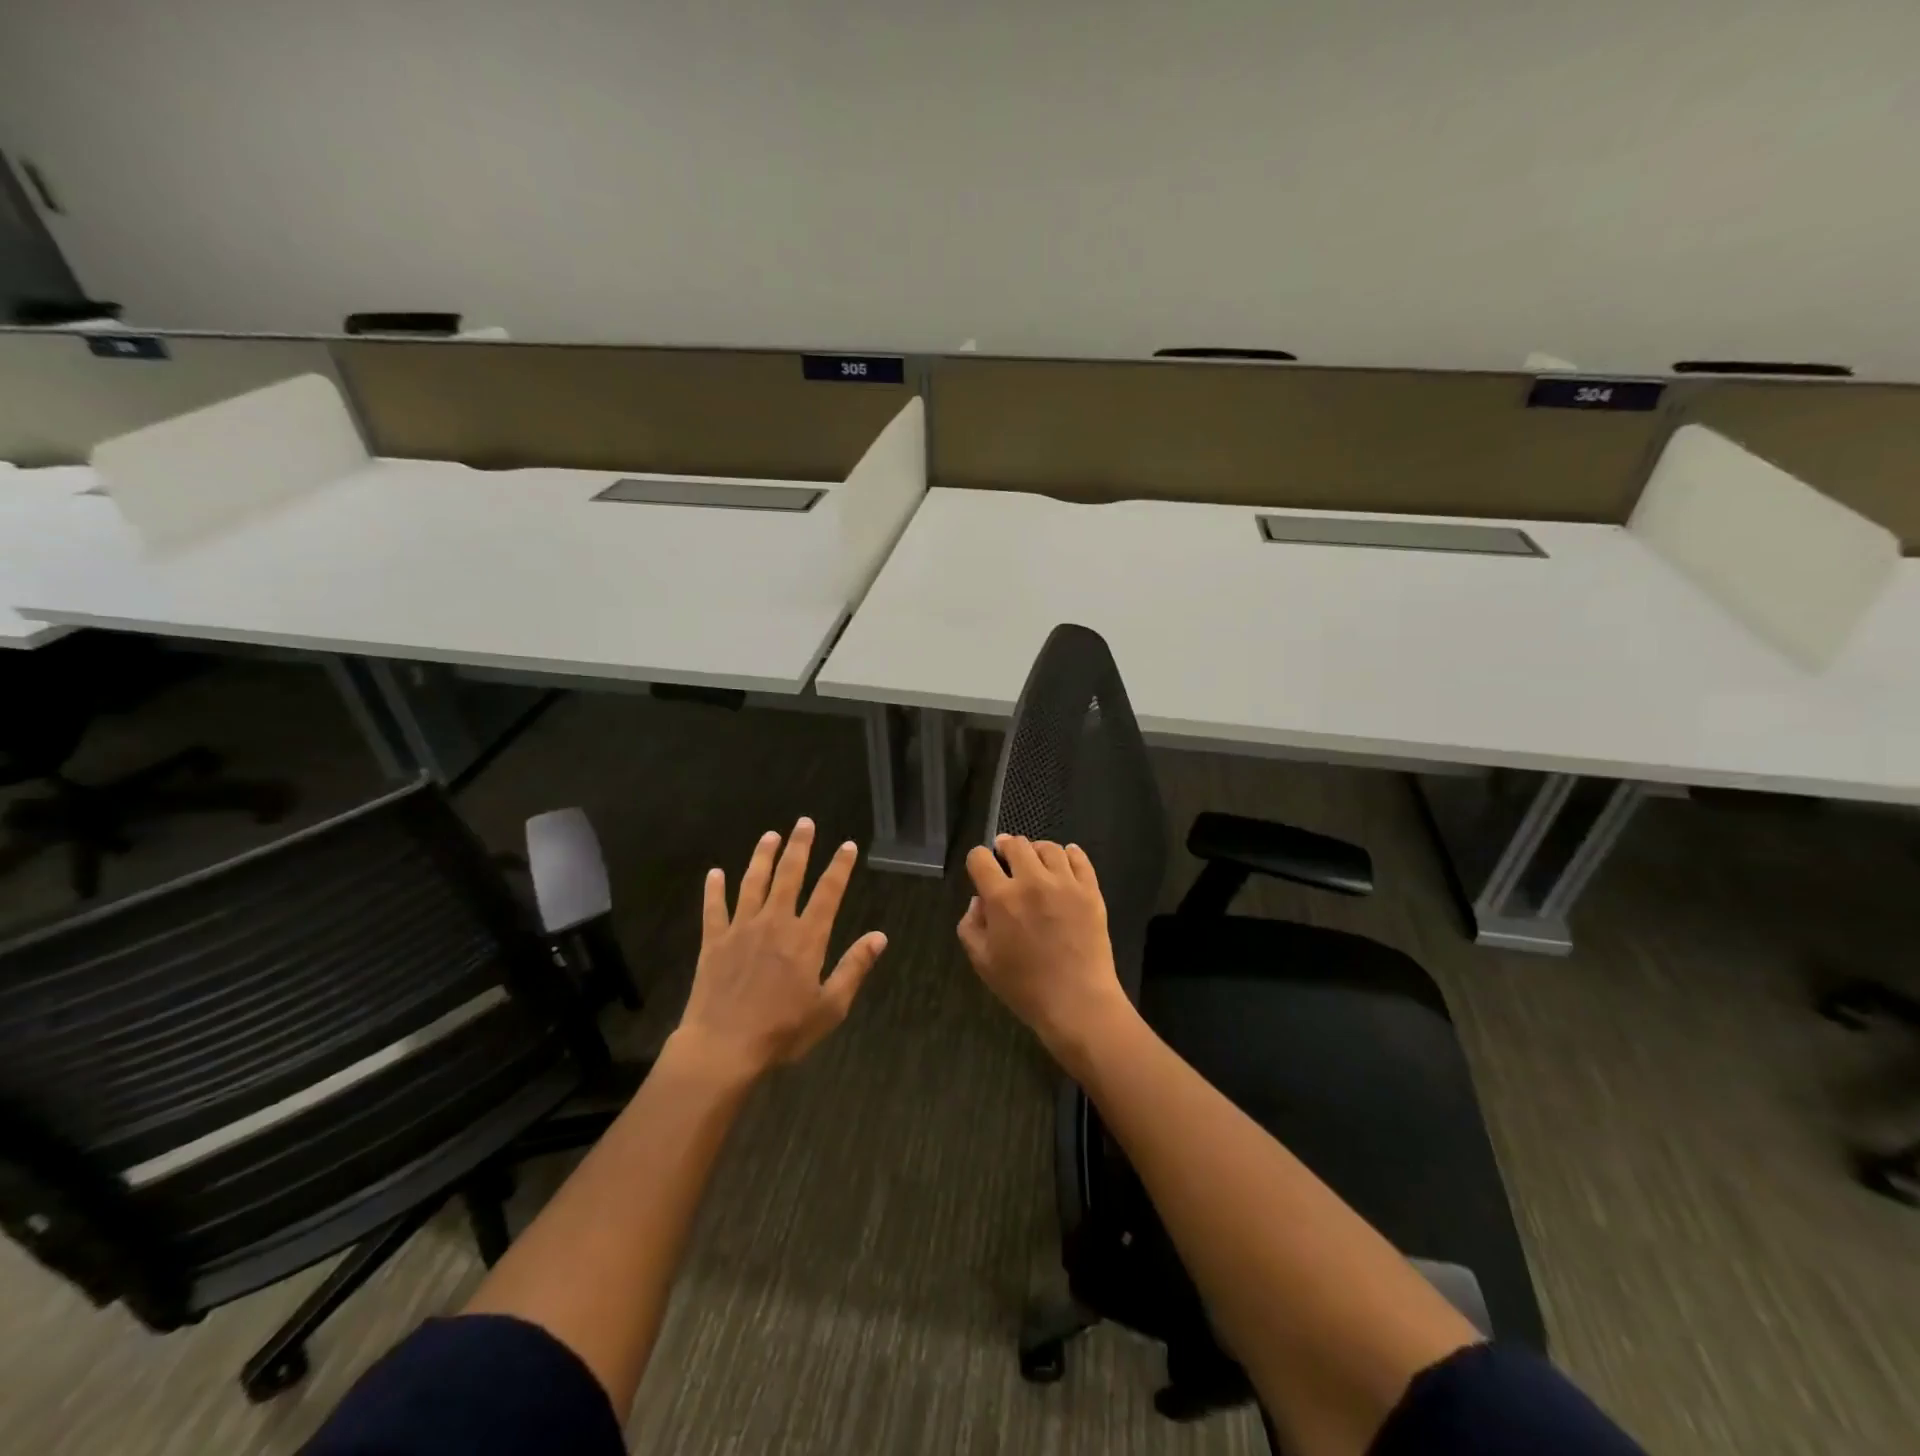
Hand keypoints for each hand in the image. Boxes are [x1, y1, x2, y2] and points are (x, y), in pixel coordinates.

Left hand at [675, 817, 886, 1080]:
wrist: (723, 1047)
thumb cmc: (782, 1031)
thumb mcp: (830, 1007)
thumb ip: (854, 968)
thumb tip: (879, 936)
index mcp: (806, 938)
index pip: (828, 892)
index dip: (839, 867)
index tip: (847, 845)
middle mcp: (775, 923)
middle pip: (789, 875)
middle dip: (799, 847)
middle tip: (804, 822)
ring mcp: (741, 929)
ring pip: (753, 883)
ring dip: (762, 857)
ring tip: (770, 835)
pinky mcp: (713, 942)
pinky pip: (714, 908)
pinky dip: (714, 889)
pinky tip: (715, 873)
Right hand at [956, 834, 1133, 1060]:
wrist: (1077, 1002)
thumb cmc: (1024, 987)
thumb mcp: (983, 962)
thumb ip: (971, 926)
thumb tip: (979, 901)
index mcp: (1001, 898)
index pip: (980, 858)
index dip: (977, 860)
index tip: (980, 868)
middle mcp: (1032, 881)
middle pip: (1015, 844)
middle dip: (1005, 847)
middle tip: (1005, 857)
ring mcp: (1065, 883)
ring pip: (1048, 847)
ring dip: (1036, 850)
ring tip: (1035, 861)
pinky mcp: (1090, 891)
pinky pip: (1080, 859)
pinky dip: (1070, 854)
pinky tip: (1065, 860)